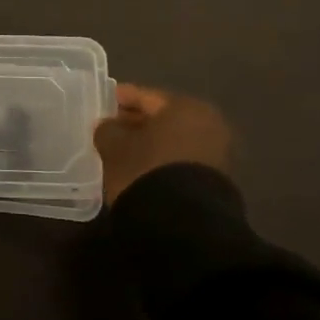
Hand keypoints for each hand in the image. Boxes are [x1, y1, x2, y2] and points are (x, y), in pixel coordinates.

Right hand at [94, 84, 234, 204]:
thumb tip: (109, 127)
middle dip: (137, 122)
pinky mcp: (215, 181)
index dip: (121, 98)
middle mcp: (208, 124)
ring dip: (150, 143)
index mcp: (185, 107)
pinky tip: (142, 169)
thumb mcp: (115, 146)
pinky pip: (181, 160)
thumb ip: (108, 129)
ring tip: (123, 151)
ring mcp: (217, 153)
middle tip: (111, 128)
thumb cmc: (146, 170)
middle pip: (163, 118)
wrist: (184, 223)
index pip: (146, 96)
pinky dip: (162, 160)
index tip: (103, 101)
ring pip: (173, 140)